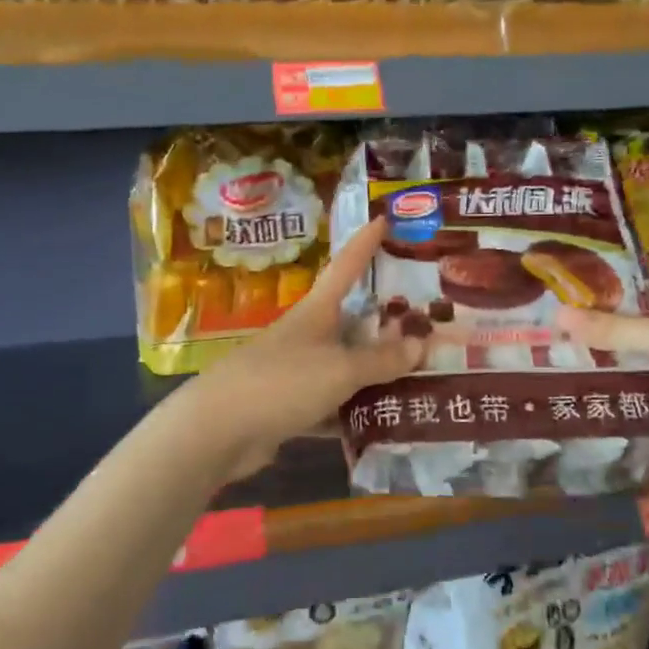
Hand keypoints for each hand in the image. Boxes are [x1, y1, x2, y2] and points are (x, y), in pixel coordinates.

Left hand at [183, 217, 423, 481]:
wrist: (219, 430)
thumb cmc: (282, 382)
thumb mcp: (340, 369)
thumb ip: (381, 360)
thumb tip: (423, 344)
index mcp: (316, 311)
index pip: (345, 267)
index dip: (364, 243)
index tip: (383, 218)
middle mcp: (308, 335)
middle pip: (353, 319)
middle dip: (387, 318)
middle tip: (430, 317)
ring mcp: (298, 371)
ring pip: (347, 364)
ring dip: (378, 369)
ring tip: (424, 372)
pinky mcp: (292, 406)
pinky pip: (335, 402)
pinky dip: (358, 409)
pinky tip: (389, 418)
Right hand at [556, 276, 648, 500]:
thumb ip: (616, 328)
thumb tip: (558, 314)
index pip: (645, 286)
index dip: (614, 277)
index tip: (569, 275)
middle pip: (628, 327)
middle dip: (592, 324)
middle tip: (542, 319)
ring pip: (625, 365)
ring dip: (594, 363)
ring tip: (544, 356)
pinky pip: (629, 400)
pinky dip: (605, 397)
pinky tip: (567, 394)